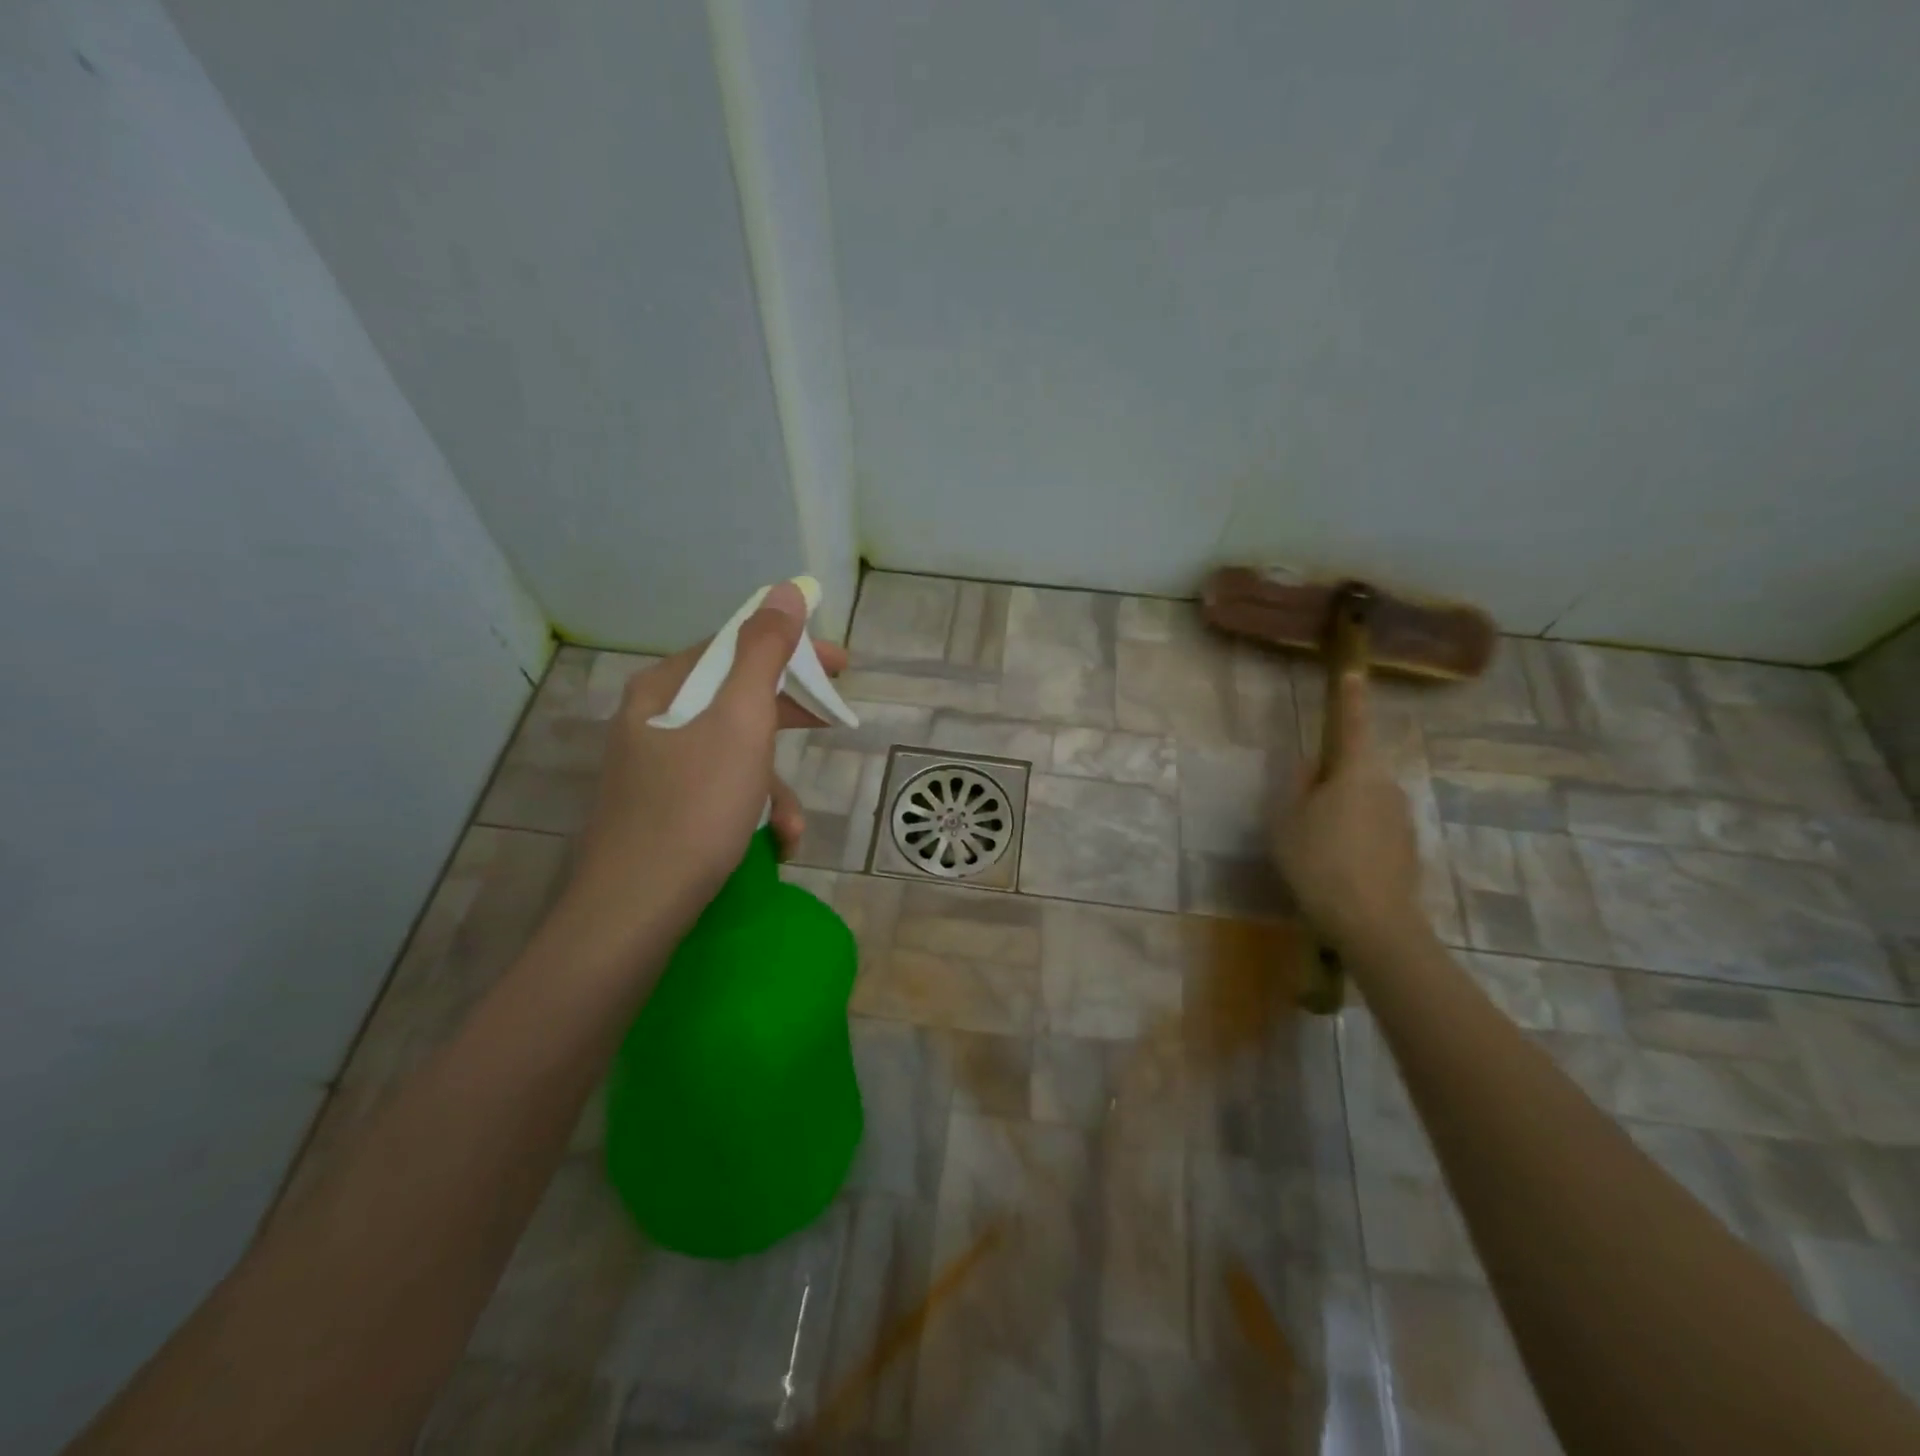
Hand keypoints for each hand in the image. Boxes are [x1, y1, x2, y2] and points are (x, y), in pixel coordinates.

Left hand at [565, 581, 848, 932]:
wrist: (635, 909)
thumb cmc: (695, 805)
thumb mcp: (741, 720)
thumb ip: (764, 652)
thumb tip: (785, 591)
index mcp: (665, 689)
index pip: (737, 647)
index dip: (793, 650)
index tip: (842, 665)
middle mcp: (653, 721)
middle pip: (737, 700)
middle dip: (789, 719)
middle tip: (834, 720)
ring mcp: (654, 770)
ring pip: (733, 756)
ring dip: (774, 787)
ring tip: (789, 829)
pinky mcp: (661, 813)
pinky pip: (719, 794)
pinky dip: (750, 813)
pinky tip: (769, 846)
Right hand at [1271, 671, 1423, 951]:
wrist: (1372, 922)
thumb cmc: (1319, 861)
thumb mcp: (1287, 820)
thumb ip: (1297, 785)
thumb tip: (1310, 766)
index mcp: (1356, 771)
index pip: (1353, 723)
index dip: (1351, 697)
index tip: (1353, 672)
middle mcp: (1388, 787)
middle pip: (1356, 770)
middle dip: (1332, 780)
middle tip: (1302, 810)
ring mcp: (1403, 819)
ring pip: (1366, 802)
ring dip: (1344, 812)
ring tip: (1316, 847)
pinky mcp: (1409, 849)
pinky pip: (1376, 830)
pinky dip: (1357, 838)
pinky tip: (1338, 867)